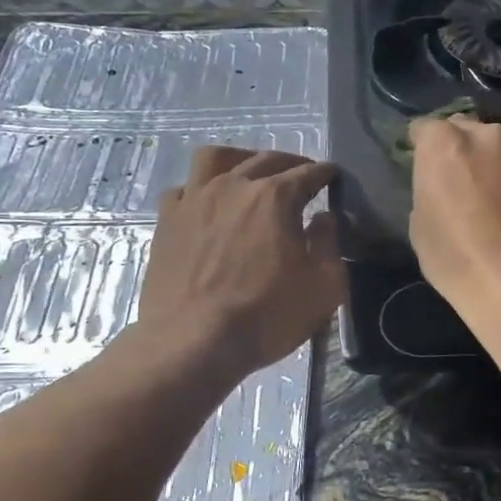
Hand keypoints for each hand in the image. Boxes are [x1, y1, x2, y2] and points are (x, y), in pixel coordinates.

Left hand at [138, 147, 345, 377]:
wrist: (193, 341)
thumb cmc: (267, 315)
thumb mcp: (324, 287)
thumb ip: (330, 245)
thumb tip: (324, 218)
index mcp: (275, 197)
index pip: (308, 173)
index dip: (325, 173)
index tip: (333, 176)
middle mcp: (233, 186)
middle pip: (265, 159)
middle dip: (290, 163)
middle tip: (301, 175)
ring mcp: (194, 199)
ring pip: (215, 158)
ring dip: (240, 159)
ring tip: (249, 173)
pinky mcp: (166, 221)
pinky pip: (183, 188)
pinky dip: (200, 189)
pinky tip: (207, 204)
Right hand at [408, 117, 500, 306]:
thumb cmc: (456, 257)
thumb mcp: (420, 225)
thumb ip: (430, 190)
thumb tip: (443, 188)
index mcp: (444, 143)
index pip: (424, 129)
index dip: (421, 147)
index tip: (423, 167)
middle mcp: (487, 136)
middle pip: (467, 132)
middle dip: (462, 150)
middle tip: (461, 182)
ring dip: (496, 167)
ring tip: (497, 202)